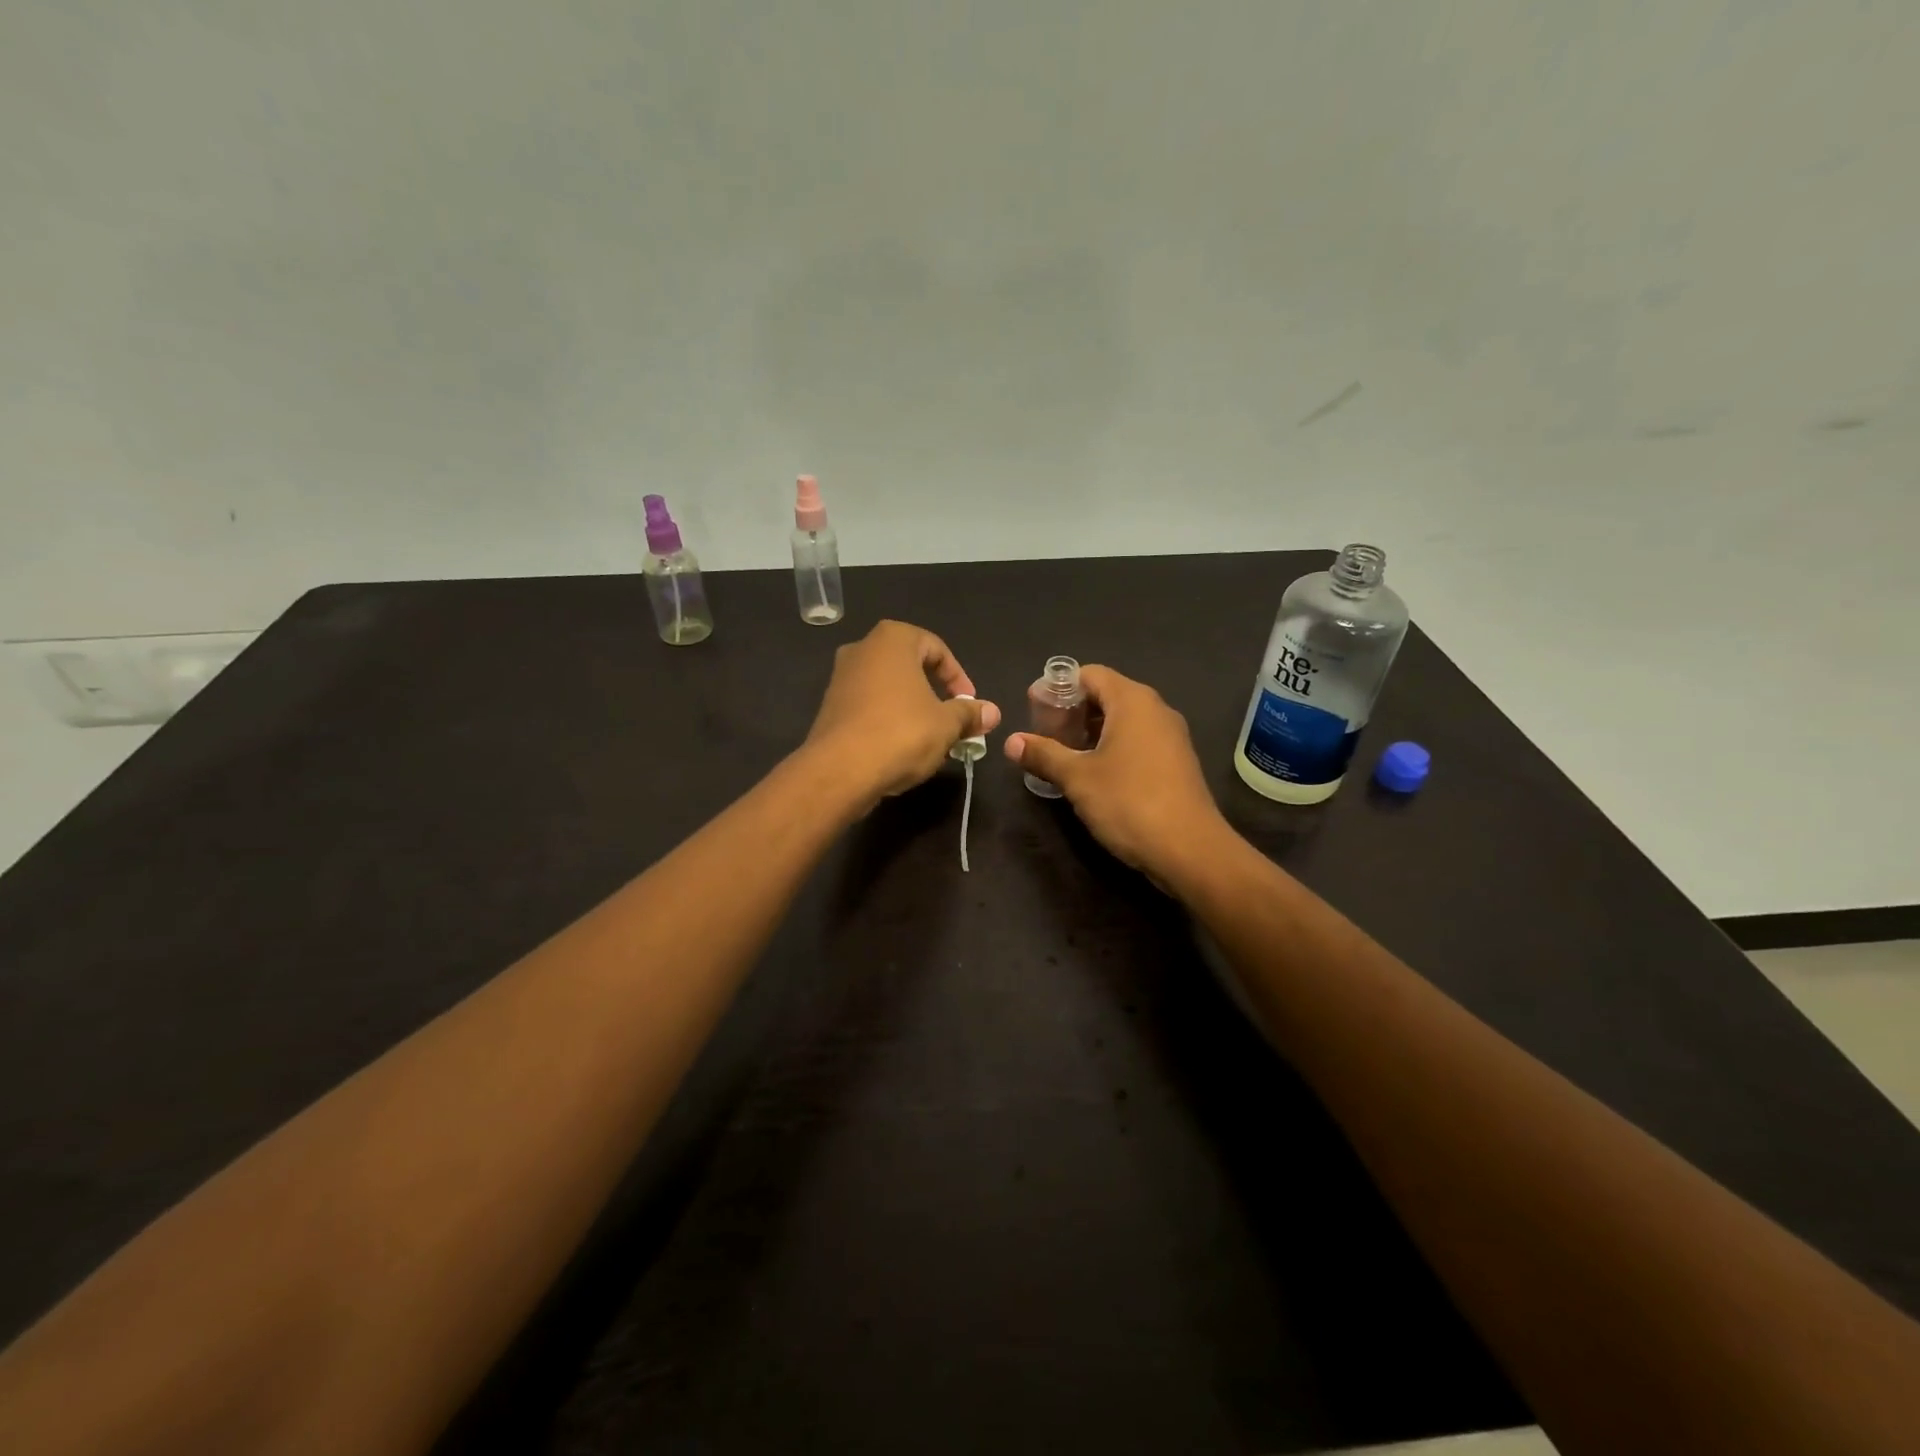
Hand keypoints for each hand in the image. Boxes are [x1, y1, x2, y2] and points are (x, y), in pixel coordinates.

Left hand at [804, 620, 1000, 810]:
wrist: (840, 770)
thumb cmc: (901, 733)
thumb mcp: (946, 724)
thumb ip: (970, 714)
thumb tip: (992, 712)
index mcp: (893, 639)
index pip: (937, 649)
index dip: (958, 678)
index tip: (969, 706)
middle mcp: (862, 649)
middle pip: (910, 666)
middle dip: (935, 693)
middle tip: (952, 720)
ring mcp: (840, 677)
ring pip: (888, 688)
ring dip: (912, 708)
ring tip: (929, 738)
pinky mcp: (829, 707)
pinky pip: (869, 706)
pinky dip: (888, 720)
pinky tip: (900, 748)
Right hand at [1004, 665, 1229, 878]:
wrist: (1190, 849)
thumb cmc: (1129, 802)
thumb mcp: (1077, 778)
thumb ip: (1043, 754)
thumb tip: (1011, 742)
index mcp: (1133, 701)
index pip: (1090, 674)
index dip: (1058, 687)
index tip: (1033, 707)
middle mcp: (1156, 710)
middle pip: (1106, 695)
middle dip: (1072, 711)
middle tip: (1044, 733)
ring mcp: (1170, 737)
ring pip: (1122, 720)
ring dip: (1091, 732)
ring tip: (1062, 755)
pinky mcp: (1176, 762)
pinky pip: (1137, 741)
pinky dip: (1112, 747)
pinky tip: (1092, 774)